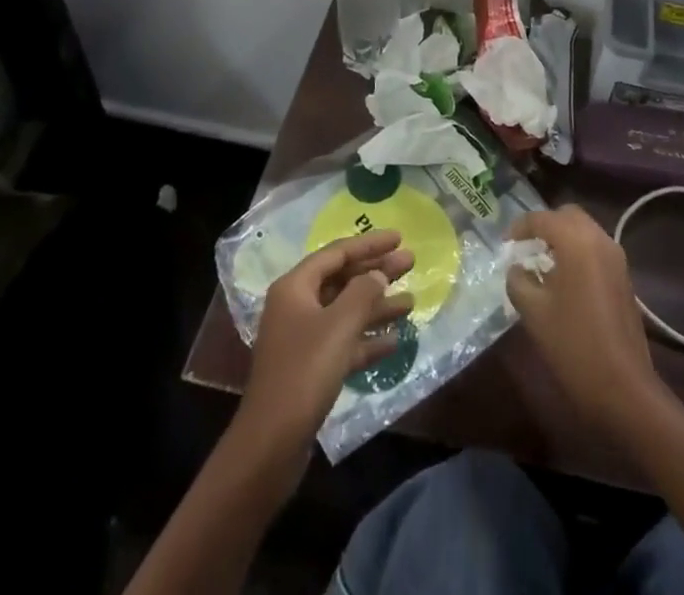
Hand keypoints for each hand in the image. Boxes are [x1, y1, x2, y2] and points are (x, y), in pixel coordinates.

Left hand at [238, 230, 414, 457]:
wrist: (270, 445)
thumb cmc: (305, 372)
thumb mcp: (339, 326)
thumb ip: (363, 293)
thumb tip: (378, 274)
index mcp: (295, 287)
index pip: (337, 252)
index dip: (369, 244)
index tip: (399, 237)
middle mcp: (296, 306)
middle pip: (342, 279)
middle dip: (376, 272)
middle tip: (410, 264)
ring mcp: (302, 338)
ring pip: (346, 312)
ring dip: (377, 307)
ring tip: (412, 302)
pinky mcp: (310, 369)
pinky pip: (344, 342)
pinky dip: (366, 339)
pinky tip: (394, 341)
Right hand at [505, 205, 667, 436]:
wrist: (623, 387)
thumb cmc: (573, 344)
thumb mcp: (533, 312)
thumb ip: (518, 281)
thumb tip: (517, 269)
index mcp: (577, 242)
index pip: (542, 218)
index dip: (520, 227)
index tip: (504, 243)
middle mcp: (600, 240)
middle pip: (568, 216)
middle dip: (544, 225)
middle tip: (525, 246)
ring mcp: (617, 258)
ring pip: (585, 231)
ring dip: (563, 238)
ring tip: (541, 263)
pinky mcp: (624, 278)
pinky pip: (596, 249)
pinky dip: (577, 252)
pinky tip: (563, 280)